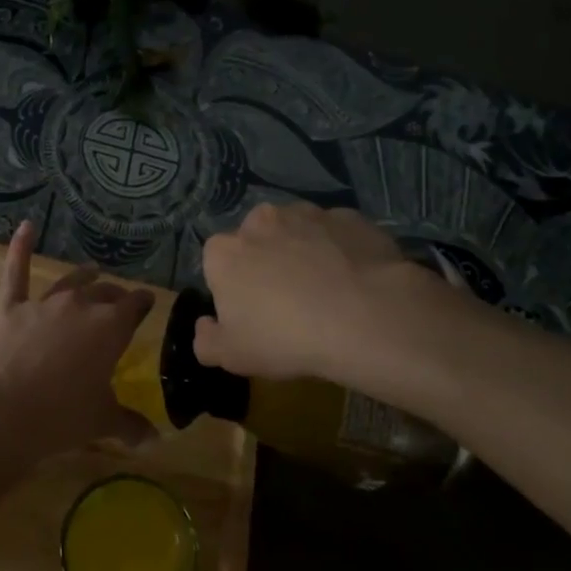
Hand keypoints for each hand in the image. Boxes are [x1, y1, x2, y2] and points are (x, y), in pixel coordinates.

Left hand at [0, 221, 155, 462]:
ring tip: (91, 270)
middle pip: (104, 293)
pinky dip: (20, 247)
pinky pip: (16, 270)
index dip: (142, 303)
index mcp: (110, 328)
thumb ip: (131, 425)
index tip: (147, 303)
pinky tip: (26, 226)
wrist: (5, 414)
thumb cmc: (62, 418)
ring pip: (70, 282)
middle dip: (114, 296)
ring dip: (83, 276)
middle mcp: (81, 306)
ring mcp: (44, 303)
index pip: (135, 305)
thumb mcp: (102, 422)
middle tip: (118, 302)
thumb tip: (156, 440)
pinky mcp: (10, 306)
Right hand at [195, 202, 443, 385]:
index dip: (233, 288)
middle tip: (288, 302)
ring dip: (304, 252)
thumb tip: (205, 326)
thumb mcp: (232, 356)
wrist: (365, 318)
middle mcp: (260, 220)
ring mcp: (307, 213)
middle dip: (267, 262)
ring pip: (298, 232)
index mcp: (224, 251)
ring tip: (326, 291)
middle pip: (256, 241)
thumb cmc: (286, 338)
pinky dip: (341, 250)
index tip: (252, 313)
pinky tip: (355, 281)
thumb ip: (206, 341)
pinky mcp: (349, 217)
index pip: (217, 263)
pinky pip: (337, 234)